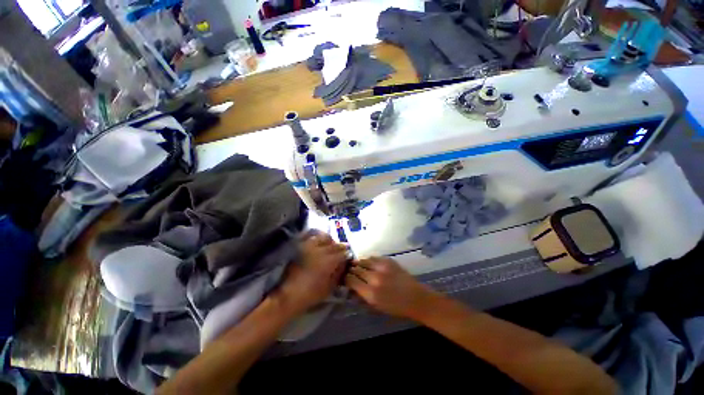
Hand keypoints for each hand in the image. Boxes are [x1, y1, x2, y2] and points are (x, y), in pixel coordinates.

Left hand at [273, 230, 347, 315]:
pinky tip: (319, 241)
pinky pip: (311, 238)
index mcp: (330, 261)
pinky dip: (317, 237)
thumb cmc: (311, 294)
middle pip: (335, 245)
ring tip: (331, 244)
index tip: (348, 256)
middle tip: (343, 250)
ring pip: (324, 237)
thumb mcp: (329, 287)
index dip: (347, 255)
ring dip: (330, 240)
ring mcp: (310, 247)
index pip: (343, 253)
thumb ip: (338, 273)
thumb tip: (344, 265)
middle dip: (340, 247)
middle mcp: (321, 251)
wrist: (289, 295)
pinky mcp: (301, 247)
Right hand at [345, 257, 441, 319]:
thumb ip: (362, 295)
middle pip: (356, 269)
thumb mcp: (376, 306)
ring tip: (357, 265)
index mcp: (370, 293)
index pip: (351, 280)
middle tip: (349, 270)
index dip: (346, 278)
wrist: (415, 298)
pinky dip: (368, 260)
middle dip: (351, 270)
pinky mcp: (388, 261)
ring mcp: (382, 267)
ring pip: (363, 260)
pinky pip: (373, 257)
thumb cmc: (395, 307)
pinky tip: (368, 263)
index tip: (345, 278)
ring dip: (359, 263)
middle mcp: (374, 278)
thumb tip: (351, 286)